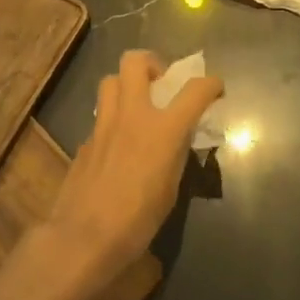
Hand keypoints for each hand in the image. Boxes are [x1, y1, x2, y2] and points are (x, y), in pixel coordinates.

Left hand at [41, 51, 223, 292]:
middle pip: (135, 61)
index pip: (194, 90)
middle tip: (161, 84)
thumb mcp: (171, 188)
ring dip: (125, 85)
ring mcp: (103, 125)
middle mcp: (132, 116)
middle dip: (151, 63)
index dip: (210, 84)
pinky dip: (112, 120)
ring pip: (110, 81)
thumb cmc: (138, 220)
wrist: (84, 237)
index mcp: (163, 129)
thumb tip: (177, 139)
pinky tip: (117, 145)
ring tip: (136, 106)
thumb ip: (175, 154)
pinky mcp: (84, 141)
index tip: (215, 88)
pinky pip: (100, 116)